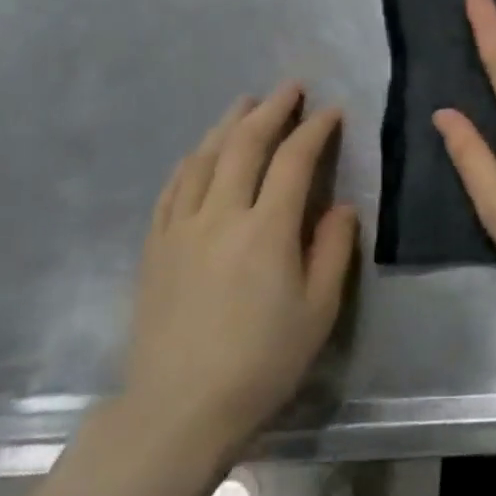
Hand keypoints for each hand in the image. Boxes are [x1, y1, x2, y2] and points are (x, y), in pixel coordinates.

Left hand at [126, 84, 356, 458]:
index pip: (294, 161)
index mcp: (267, 230)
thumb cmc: (262, 361)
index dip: (315, 129)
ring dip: (228, 124)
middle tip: (290, 87)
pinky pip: (173, 188)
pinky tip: (200, 152)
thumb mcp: (319, 310)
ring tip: (246, 103)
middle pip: (245, 145)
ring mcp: (180, 229)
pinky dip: (192, 160)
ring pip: (204, 158)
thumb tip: (340, 207)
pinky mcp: (154, 247)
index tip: (332, 111)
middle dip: (271, 110)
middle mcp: (221, 216)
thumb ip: (333, 250)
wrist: (179, 408)